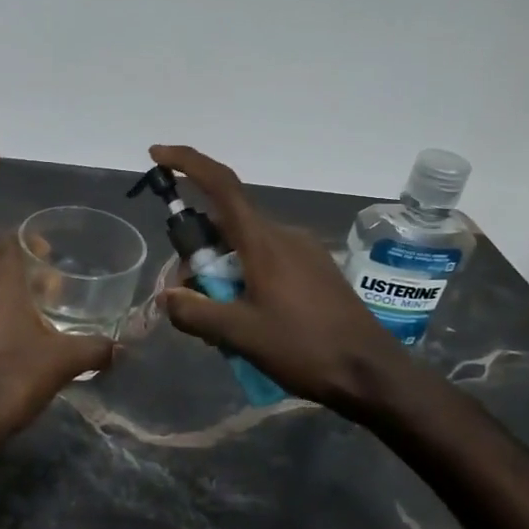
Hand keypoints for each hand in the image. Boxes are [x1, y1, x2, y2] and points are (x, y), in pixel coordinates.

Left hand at [0, 232, 113, 441]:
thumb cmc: (13, 377)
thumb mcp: (63, 361)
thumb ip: (94, 349)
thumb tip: (120, 349)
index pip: (5, 240)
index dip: (27, 240)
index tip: (49, 254)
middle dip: (26, 274)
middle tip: (54, 290)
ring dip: (11, 298)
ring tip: (40, 317)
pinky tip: (18, 341)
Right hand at [151, 144, 417, 415]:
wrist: (372, 373)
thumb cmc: (304, 347)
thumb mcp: (240, 334)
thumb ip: (195, 313)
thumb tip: (167, 297)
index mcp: (263, 241)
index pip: (221, 185)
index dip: (187, 163)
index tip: (157, 155)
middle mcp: (283, 236)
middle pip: (226, 226)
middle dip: (199, 253)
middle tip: (187, 295)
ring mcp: (304, 252)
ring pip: (245, 249)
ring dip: (223, 273)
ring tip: (220, 322)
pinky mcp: (316, 271)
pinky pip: (267, 263)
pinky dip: (246, 280)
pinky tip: (247, 321)